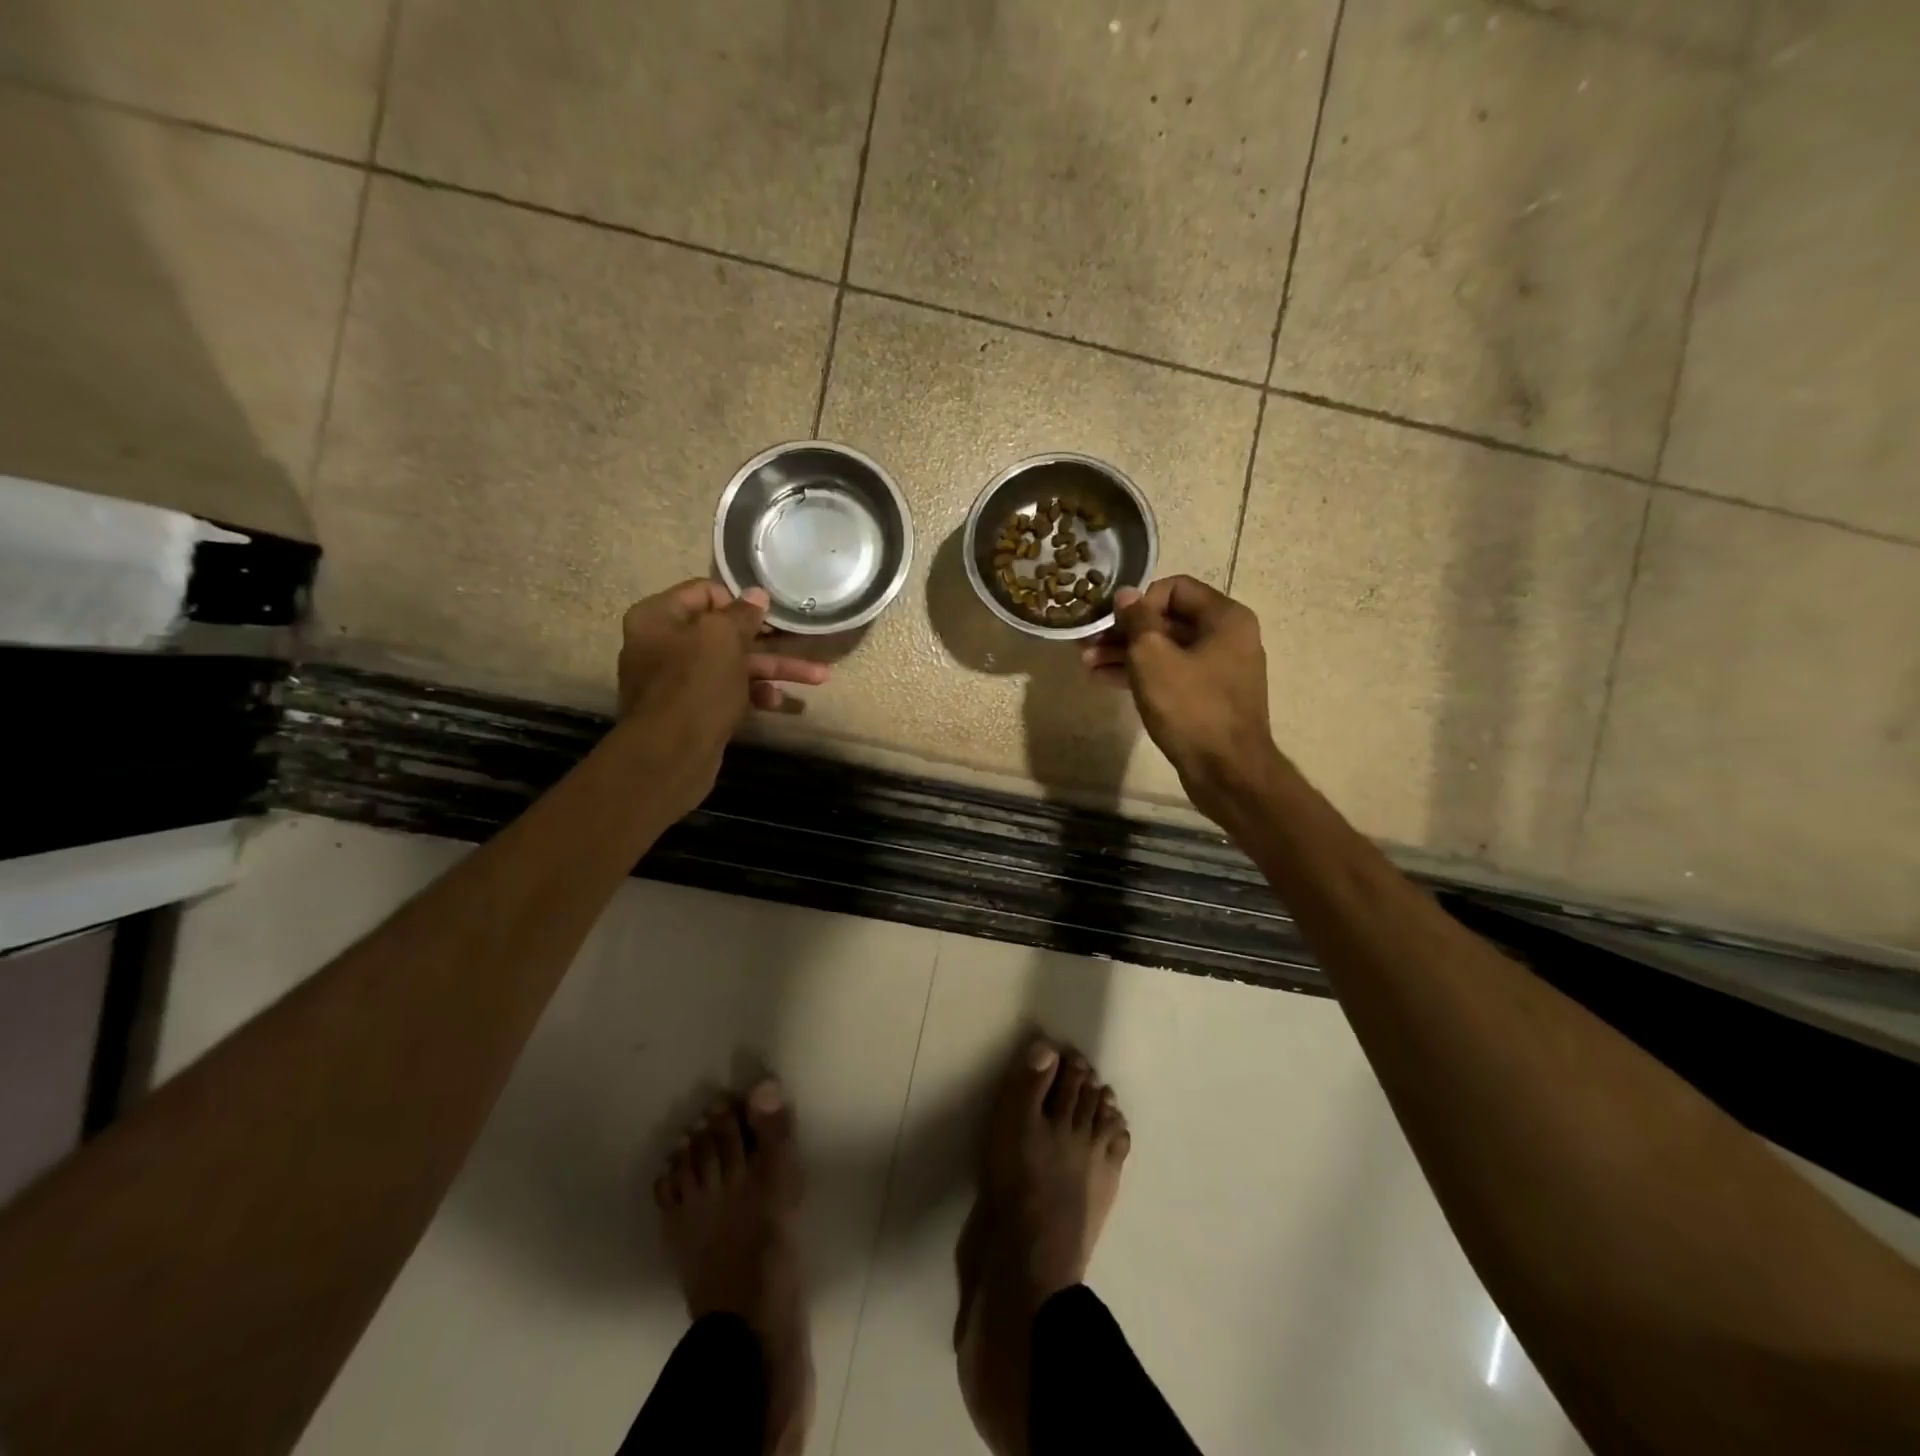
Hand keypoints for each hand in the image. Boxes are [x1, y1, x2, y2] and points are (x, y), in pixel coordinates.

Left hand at [617, 580, 828, 808]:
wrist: (671, 755)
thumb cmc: (695, 686)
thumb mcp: (722, 639)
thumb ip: (742, 614)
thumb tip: (756, 594)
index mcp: (659, 617)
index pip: (704, 592)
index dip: (739, 601)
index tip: (769, 613)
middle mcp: (663, 645)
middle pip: (723, 632)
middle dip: (767, 639)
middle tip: (801, 639)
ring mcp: (678, 681)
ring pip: (733, 665)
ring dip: (773, 669)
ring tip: (818, 677)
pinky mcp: (693, 711)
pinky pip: (729, 692)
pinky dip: (755, 694)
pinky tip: (780, 702)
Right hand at [1081, 575, 1276, 811]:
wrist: (1227, 771)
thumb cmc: (1190, 707)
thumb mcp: (1153, 657)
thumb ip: (1137, 620)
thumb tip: (1126, 594)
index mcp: (1225, 617)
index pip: (1175, 587)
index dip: (1139, 601)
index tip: (1113, 623)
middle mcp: (1228, 637)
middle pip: (1169, 619)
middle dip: (1125, 630)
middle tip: (1088, 642)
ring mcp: (1220, 669)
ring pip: (1166, 649)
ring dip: (1126, 654)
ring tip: (1088, 663)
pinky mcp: (1209, 697)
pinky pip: (1172, 674)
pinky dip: (1142, 675)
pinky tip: (1106, 680)